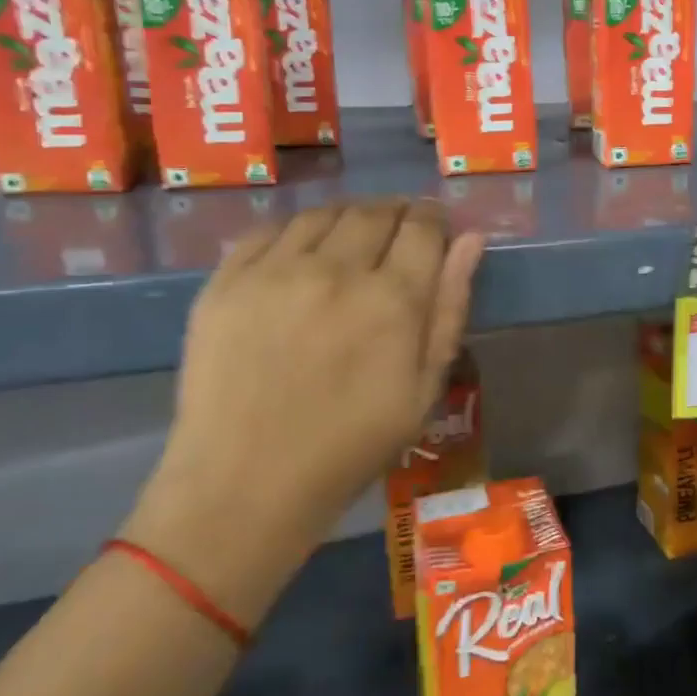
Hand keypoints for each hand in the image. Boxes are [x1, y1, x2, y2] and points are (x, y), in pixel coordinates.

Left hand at [123, 199, 486, 623]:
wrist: (246, 484)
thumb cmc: (351, 445)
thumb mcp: (423, 389)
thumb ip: (450, 307)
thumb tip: (471, 240)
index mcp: (392, 299)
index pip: (422, 226)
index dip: (434, 218)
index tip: (436, 227)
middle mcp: (335, 270)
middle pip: (374, 211)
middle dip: (396, 213)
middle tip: (398, 236)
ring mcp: (274, 272)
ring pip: (323, 213)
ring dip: (349, 217)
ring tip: (352, 241)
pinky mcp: (225, 282)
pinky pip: (270, 231)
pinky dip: (297, 232)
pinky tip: (302, 255)